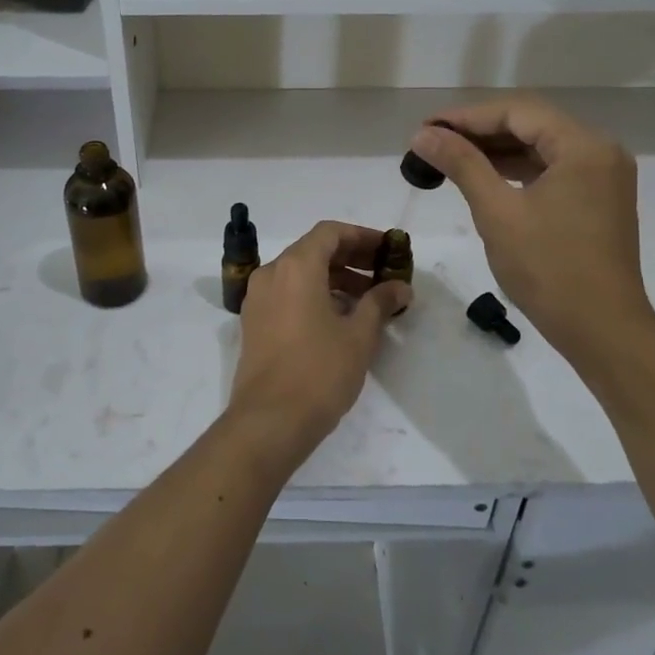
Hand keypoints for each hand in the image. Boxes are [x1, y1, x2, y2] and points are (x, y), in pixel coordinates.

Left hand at [229, 221, 412, 468]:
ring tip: (368, 301)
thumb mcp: (359, 335)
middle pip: (313, 250)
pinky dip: (314, 295)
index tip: (387, 250)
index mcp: (295, 267)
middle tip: (383, 274)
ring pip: (300, 273)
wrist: (269, 421)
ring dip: (334, 279)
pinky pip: (287, 294)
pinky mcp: (254, 323)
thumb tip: (400, 287)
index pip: (330, 233)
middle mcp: (271, 274)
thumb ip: (380, 302)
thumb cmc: (319, 371)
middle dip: (351, 258)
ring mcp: (258, 299)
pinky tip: (340, 319)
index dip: (362, 237)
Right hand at [408, 98, 654, 368]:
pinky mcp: (597, 200)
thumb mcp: (498, 212)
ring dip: (495, 150)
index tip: (425, 128)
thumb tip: (423, 134)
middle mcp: (599, 151)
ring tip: (448, 157)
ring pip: (539, 147)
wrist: (603, 331)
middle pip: (530, 124)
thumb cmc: (549, 269)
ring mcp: (602, 177)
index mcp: (584, 147)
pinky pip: (550, 170)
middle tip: (431, 142)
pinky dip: (515, 170)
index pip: (517, 112)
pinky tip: (482, 177)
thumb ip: (462, 164)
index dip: (466, 116)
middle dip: (479, 131)